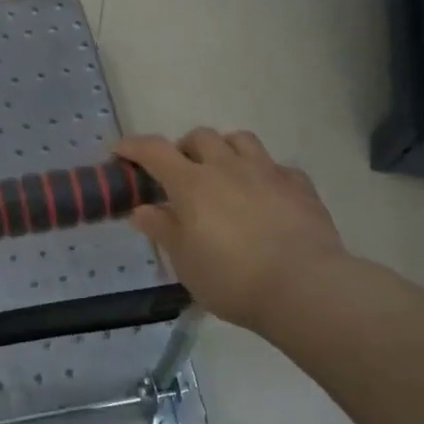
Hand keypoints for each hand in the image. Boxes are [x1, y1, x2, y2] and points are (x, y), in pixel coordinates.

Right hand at [114, 130, 348, 333]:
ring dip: (225, 149)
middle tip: (180, 173)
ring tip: (223, 172)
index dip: (133, 147)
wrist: (305, 287)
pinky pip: (279, 167)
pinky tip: (266, 194)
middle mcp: (227, 167)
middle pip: (200, 137)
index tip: (119, 152)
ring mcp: (267, 173)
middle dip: (184, 148)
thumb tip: (142, 210)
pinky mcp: (300, 187)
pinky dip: (265, 174)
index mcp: (192, 183)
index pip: (154, 150)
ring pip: (241, 140)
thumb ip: (163, 230)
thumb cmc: (231, 277)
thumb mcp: (185, 261)